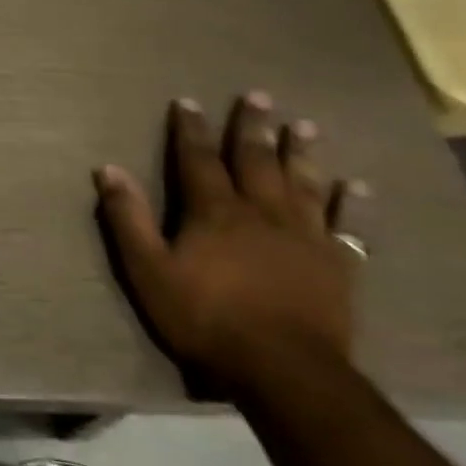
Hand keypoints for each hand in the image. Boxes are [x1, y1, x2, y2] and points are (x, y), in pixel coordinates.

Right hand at [95, 92, 363, 396]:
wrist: (283, 370)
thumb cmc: (206, 318)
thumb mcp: (148, 270)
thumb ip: (128, 218)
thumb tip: (107, 169)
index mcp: (215, 212)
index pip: (198, 159)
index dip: (191, 129)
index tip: (188, 101)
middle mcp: (262, 212)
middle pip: (256, 161)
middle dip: (252, 127)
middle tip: (258, 96)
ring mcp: (305, 237)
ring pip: (303, 184)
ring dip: (302, 153)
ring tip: (305, 125)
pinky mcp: (337, 265)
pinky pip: (348, 227)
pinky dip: (351, 205)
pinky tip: (357, 187)